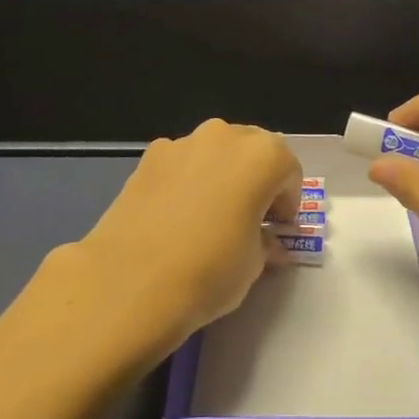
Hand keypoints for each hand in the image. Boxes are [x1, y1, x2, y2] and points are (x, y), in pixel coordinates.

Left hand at [38, 120, 302, 363]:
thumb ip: (265, 242)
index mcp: (262, 156)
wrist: (130, 281)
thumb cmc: (209, 270)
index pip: (288, 171)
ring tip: (208, 217)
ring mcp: (182, 143)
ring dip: (220, 176)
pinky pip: (181, 163)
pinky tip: (175, 216)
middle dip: (256, 179)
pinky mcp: (147, 158)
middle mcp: (224, 137)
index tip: (277, 230)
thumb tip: (266, 241)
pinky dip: (186, 180)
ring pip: (214, 153)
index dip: (287, 203)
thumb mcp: (254, 264)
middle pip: (252, 151)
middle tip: (249, 218)